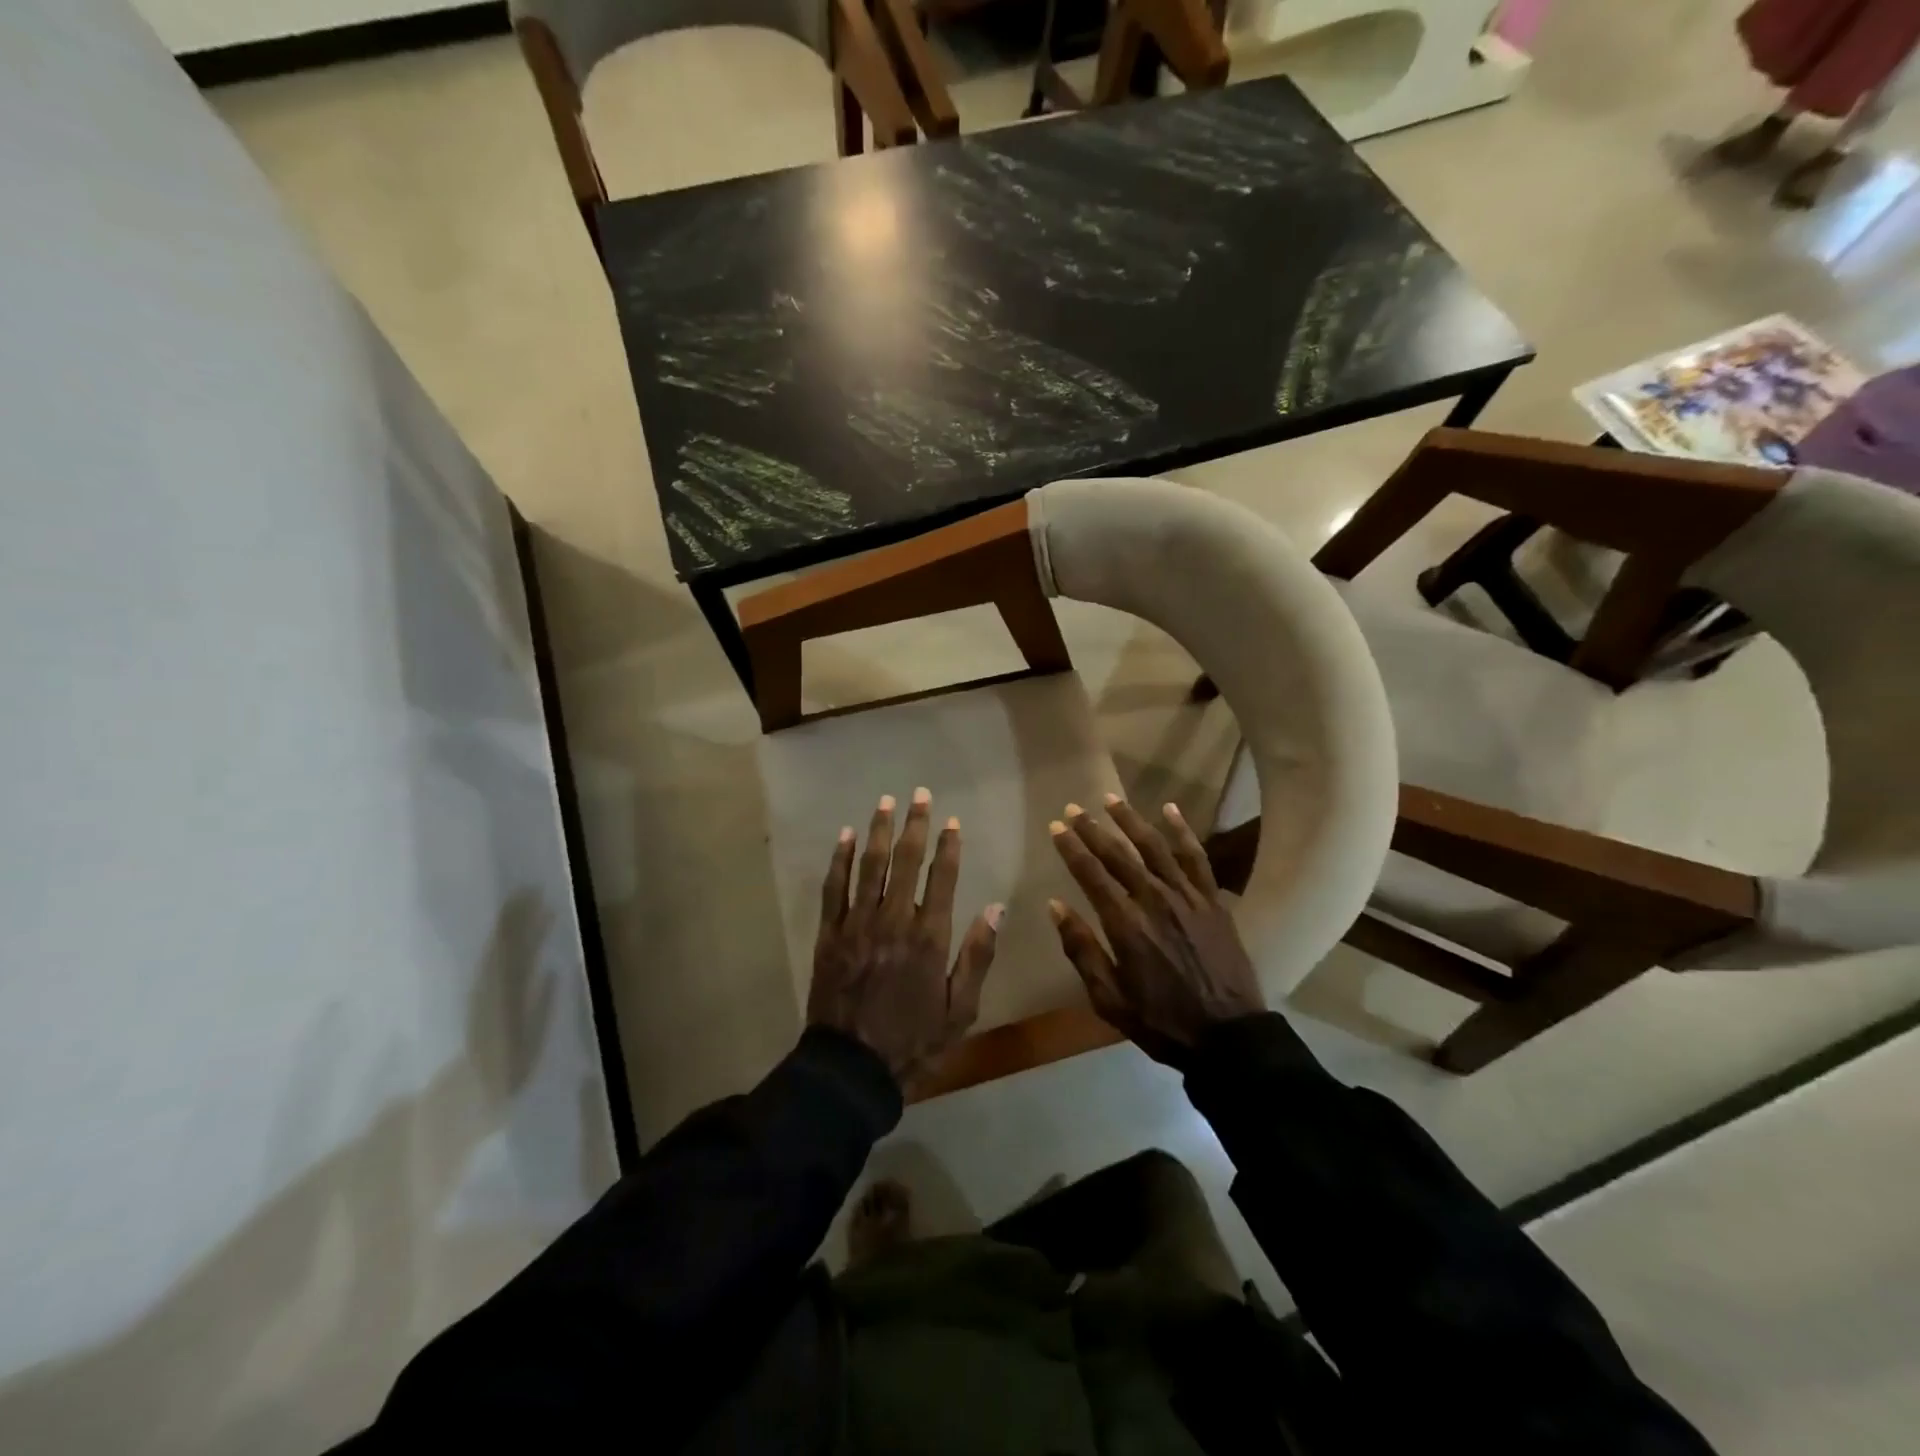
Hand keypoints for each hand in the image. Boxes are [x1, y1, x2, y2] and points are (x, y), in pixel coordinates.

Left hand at [810, 788, 1000, 1087]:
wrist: (852, 1068)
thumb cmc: (914, 1042)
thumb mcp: (961, 1009)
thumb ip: (978, 956)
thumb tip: (996, 908)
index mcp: (929, 937)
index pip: (942, 878)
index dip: (948, 846)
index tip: (952, 822)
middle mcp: (894, 920)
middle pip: (905, 862)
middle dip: (914, 825)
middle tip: (919, 795)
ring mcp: (858, 924)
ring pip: (869, 866)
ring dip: (878, 831)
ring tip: (885, 802)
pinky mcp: (830, 934)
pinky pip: (834, 888)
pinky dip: (840, 860)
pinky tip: (846, 836)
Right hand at [1047, 795, 1265, 1068]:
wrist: (1229, 1036)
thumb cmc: (1162, 1021)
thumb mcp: (1109, 998)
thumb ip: (1082, 949)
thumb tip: (1055, 906)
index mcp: (1125, 925)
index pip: (1091, 874)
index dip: (1071, 848)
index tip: (1056, 827)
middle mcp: (1154, 900)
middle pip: (1118, 854)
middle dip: (1092, 829)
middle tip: (1074, 808)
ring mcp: (1188, 897)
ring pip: (1154, 847)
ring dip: (1130, 820)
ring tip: (1111, 799)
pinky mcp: (1213, 900)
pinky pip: (1196, 857)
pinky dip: (1182, 831)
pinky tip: (1169, 810)